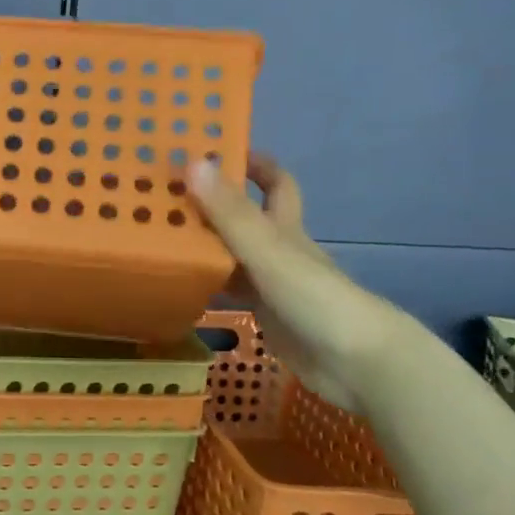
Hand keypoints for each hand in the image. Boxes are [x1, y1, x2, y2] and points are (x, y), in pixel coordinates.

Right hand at [188, 153, 412, 411]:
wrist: (356, 363)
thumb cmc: (316, 298)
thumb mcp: (269, 250)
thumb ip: (231, 213)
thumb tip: (193, 162)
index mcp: (285, 226)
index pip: (274, 182)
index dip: (251, 163)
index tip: (214, 150)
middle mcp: (278, 249)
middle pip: (246, 216)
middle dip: (214, 202)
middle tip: (170, 193)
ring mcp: (271, 283)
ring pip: (232, 252)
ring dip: (203, 242)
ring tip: (158, 232)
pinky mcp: (264, 314)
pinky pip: (228, 289)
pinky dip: (205, 281)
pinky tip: (176, 281)